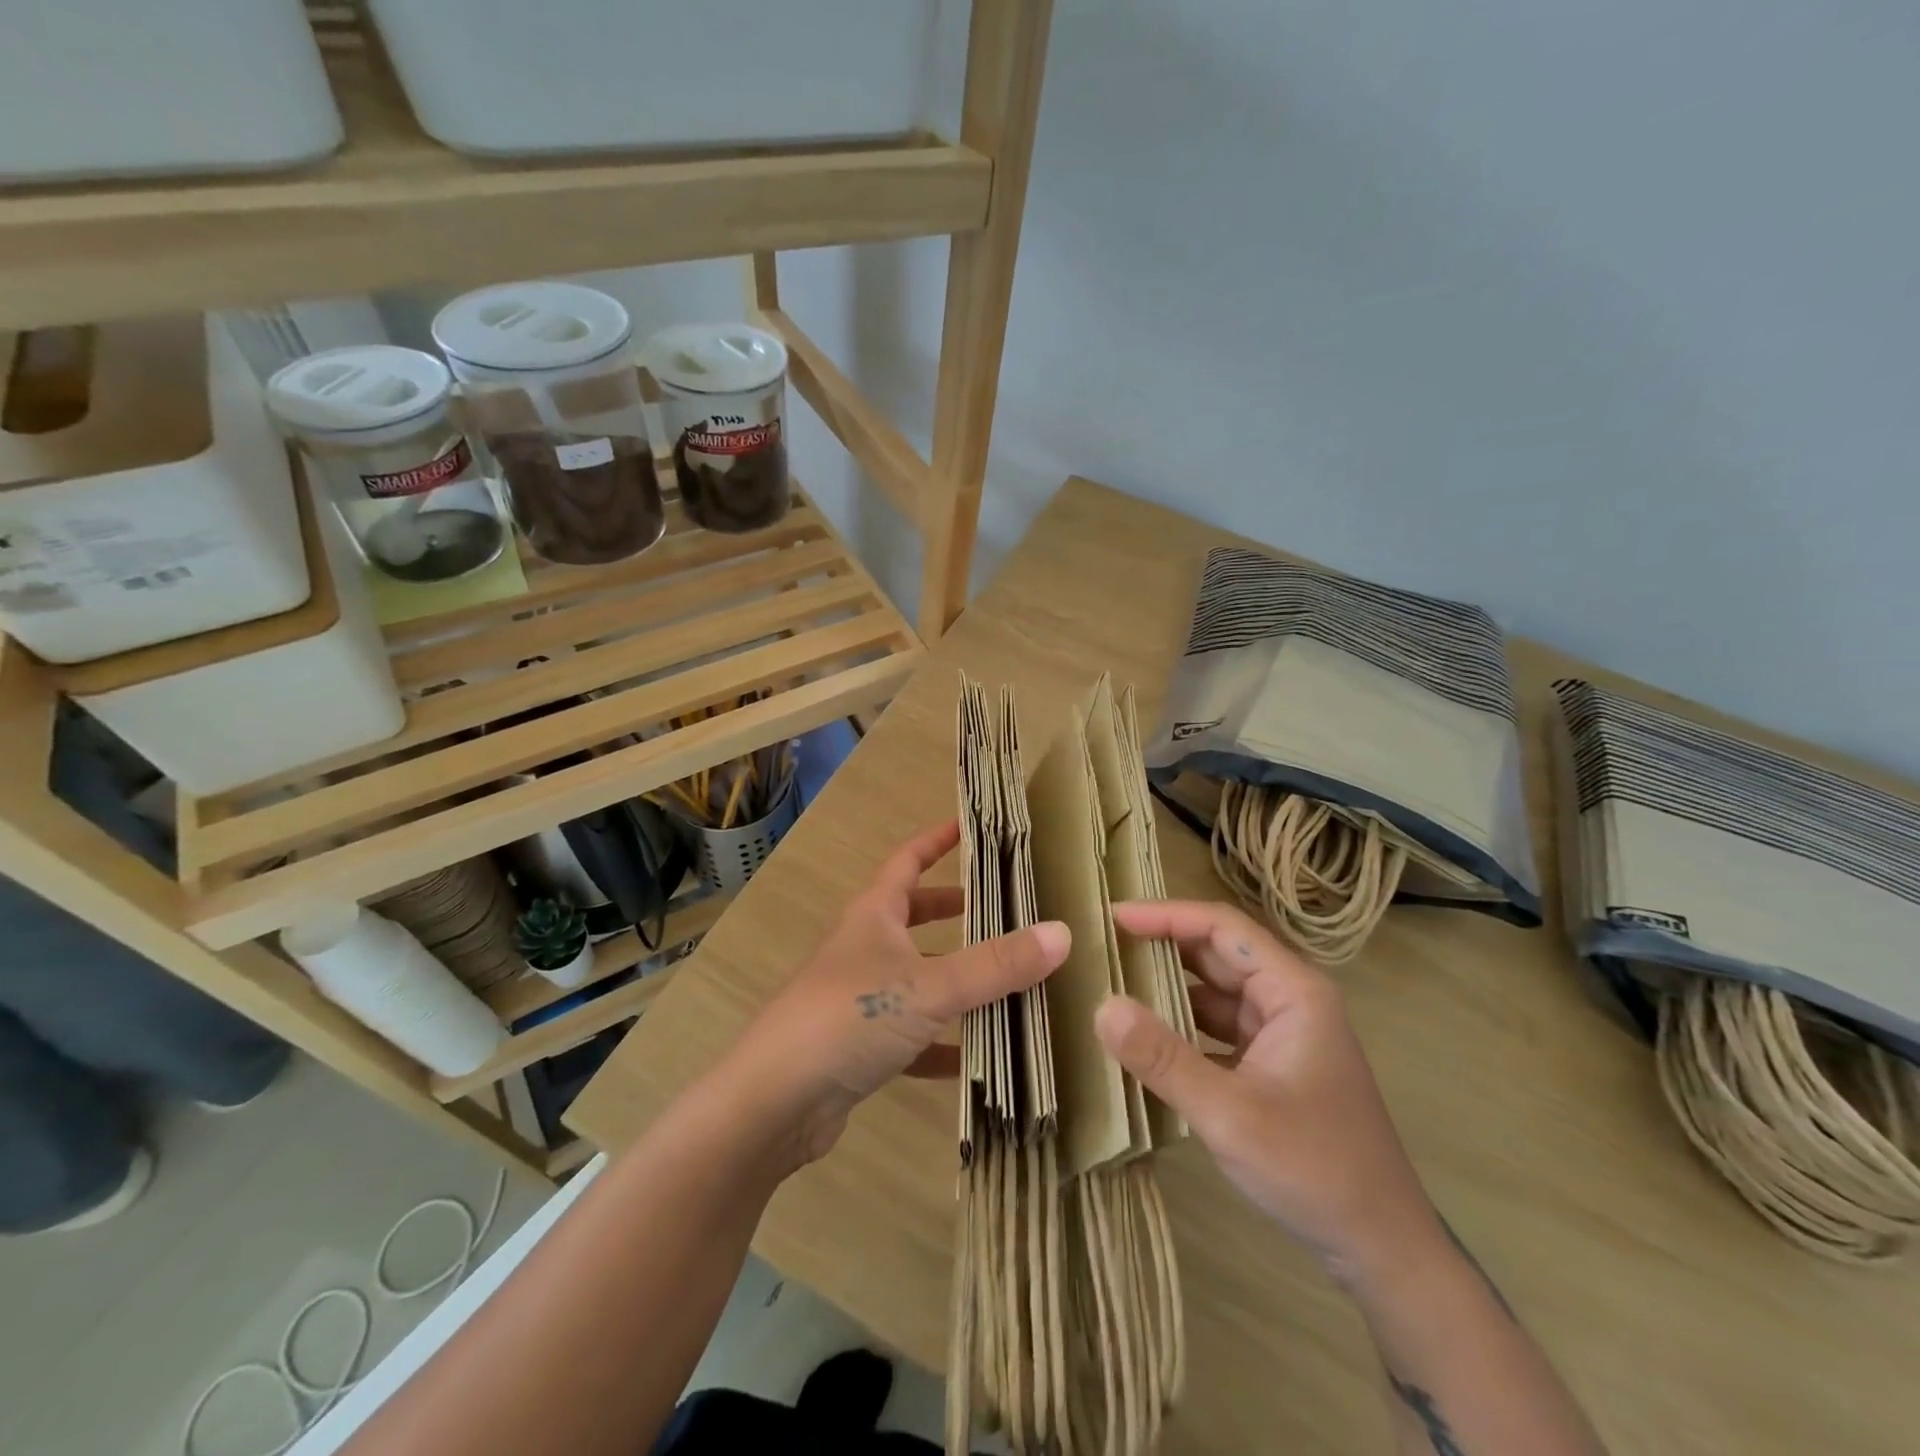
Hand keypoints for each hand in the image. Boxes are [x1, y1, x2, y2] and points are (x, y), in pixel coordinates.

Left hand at [717, 820, 1070, 1168]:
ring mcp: (859, 999)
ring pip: (918, 978)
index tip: (972, 827)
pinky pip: (913, 1038)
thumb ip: (996, 964)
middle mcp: (864, 949)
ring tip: (1009, 982)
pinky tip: (980, 1060)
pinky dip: (944, 1044)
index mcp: (873, 915)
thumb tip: (1062, 932)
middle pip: (913, 917)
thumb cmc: (849, 1018)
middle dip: (955, 911)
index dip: (937, 840)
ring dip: (957, 980)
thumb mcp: (930, 986)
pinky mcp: (859, 1048)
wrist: (774, 1103)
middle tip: (1005, 909)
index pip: (908, 860)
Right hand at [1095, 900, 1443, 1288]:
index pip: (1221, 927)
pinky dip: (1180, 1025)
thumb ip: (1164, 1059)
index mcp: (1293, 991)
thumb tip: (1102, 1006)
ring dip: (1167, 987)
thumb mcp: (1230, 1114)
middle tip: (1102, 947)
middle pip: (1216, 953)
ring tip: (1111, 983)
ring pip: (1214, 992)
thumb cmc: (1314, 1169)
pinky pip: (1216, 1028)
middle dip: (1160, 946)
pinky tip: (1143, 1037)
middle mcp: (1288, 1000)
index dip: (1166, 916)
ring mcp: (1280, 1033)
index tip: (1113, 917)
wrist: (1381, 1247)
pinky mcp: (1270, 1064)